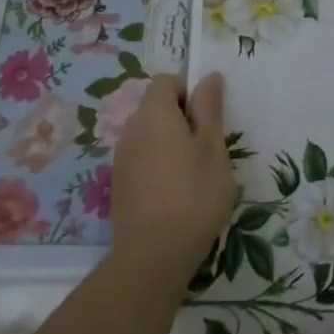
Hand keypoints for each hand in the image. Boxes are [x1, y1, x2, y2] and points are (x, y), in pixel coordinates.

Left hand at [110, 74, 237, 281]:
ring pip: (149, 135)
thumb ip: (209, 108)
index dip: (189, 90)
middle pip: (156, 107)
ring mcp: (121, 160)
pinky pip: (142, 159)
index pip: (166, 81)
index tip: (209, 116)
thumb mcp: (213, 148)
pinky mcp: (119, 186)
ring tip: (195, 172)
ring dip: (171, 142)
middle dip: (182, 118)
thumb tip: (208, 77)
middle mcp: (131, 131)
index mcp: (154, 115)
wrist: (153, 257)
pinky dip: (159, 164)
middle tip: (208, 146)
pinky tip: (177, 193)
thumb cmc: (194, 195)